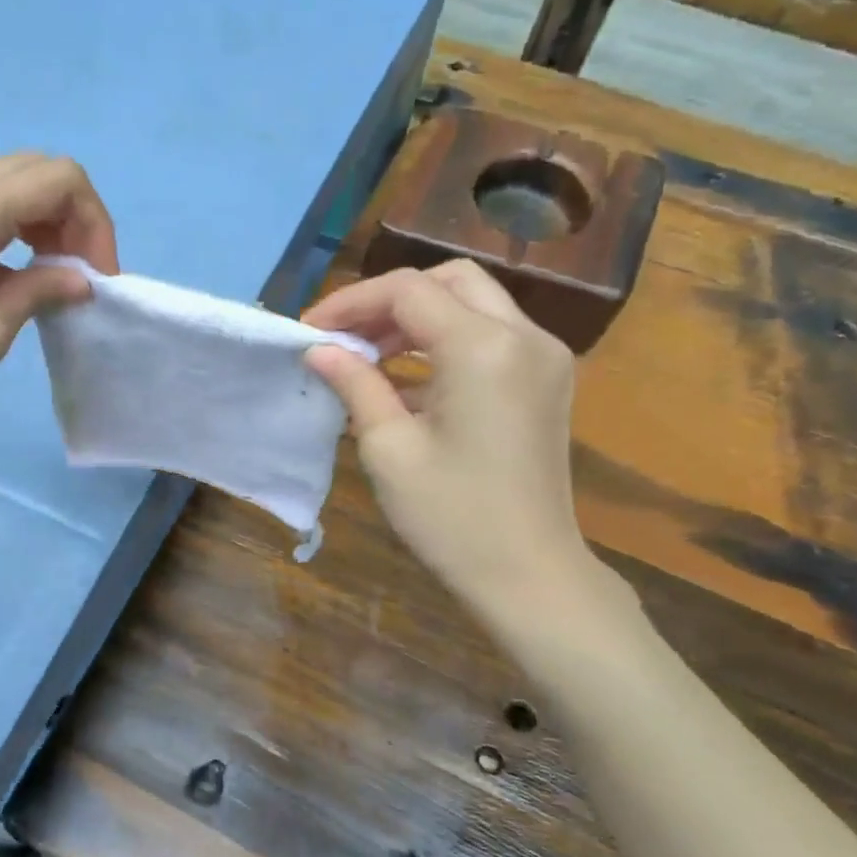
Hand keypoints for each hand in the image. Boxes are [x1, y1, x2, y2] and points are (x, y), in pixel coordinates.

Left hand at [0, 153, 118, 420]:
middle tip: (78, 274)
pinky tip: (14, 272)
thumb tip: (79, 279)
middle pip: (38, 171)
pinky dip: (15, 226)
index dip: (94, 222)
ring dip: (45, 221)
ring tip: (51, 276)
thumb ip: (39, 292)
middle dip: (73, 218)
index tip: (96, 277)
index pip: (61, 179)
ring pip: (11, 182)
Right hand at [303, 261, 613, 634]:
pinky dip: (446, 343)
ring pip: (474, 304)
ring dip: (418, 320)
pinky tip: (407, 382)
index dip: (351, 303)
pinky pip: (491, 337)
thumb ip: (355, 384)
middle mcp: (524, 336)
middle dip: (389, 301)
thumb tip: (319, 350)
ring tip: (368, 358)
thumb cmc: (451, 516)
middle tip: (346, 338)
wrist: (529, 574)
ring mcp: (543, 357)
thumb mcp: (389, 448)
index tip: (310, 331)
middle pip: (449, 281)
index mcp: (482, 347)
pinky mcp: (547, 382)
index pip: (408, 291)